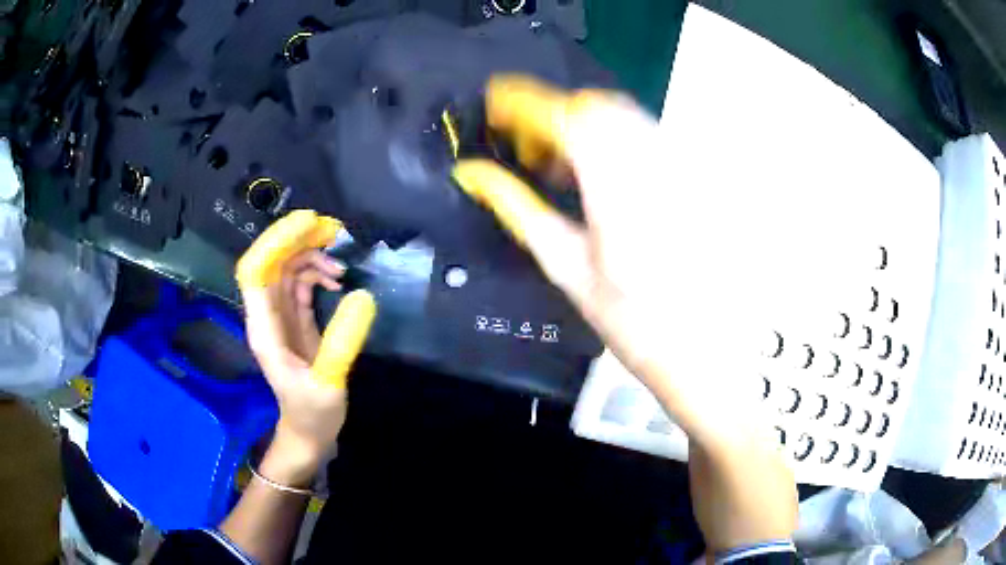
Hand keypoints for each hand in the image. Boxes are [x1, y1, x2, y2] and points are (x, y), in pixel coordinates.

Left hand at [237, 210, 375, 483]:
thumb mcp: (329, 382)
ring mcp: (280, 316)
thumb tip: (362, 296)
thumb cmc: (313, 413)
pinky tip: (337, 280)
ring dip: (310, 255)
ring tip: (342, 263)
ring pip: (287, 269)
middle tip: (332, 230)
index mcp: (265, 329)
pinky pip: (300, 283)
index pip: (255, 272)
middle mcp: (267, 316)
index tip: (307, 225)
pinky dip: (318, 273)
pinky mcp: (295, 319)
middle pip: (272, 262)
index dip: (275, 242)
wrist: (309, 432)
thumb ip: (342, 342)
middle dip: (297, 239)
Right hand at [452, 74, 798, 552]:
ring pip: (621, 116)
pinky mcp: (689, 177)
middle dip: (552, 115)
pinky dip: (609, 141)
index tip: (495, 104)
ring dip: (580, 127)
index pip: (567, 117)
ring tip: (559, 168)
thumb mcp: (566, 266)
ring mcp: (678, 168)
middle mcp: (655, 164)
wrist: (700, 349)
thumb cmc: (632, 322)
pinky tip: (597, 178)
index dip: (525, 102)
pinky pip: (643, 136)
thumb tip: (474, 175)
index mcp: (618, 187)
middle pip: (595, 106)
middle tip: (527, 150)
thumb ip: (517, 209)